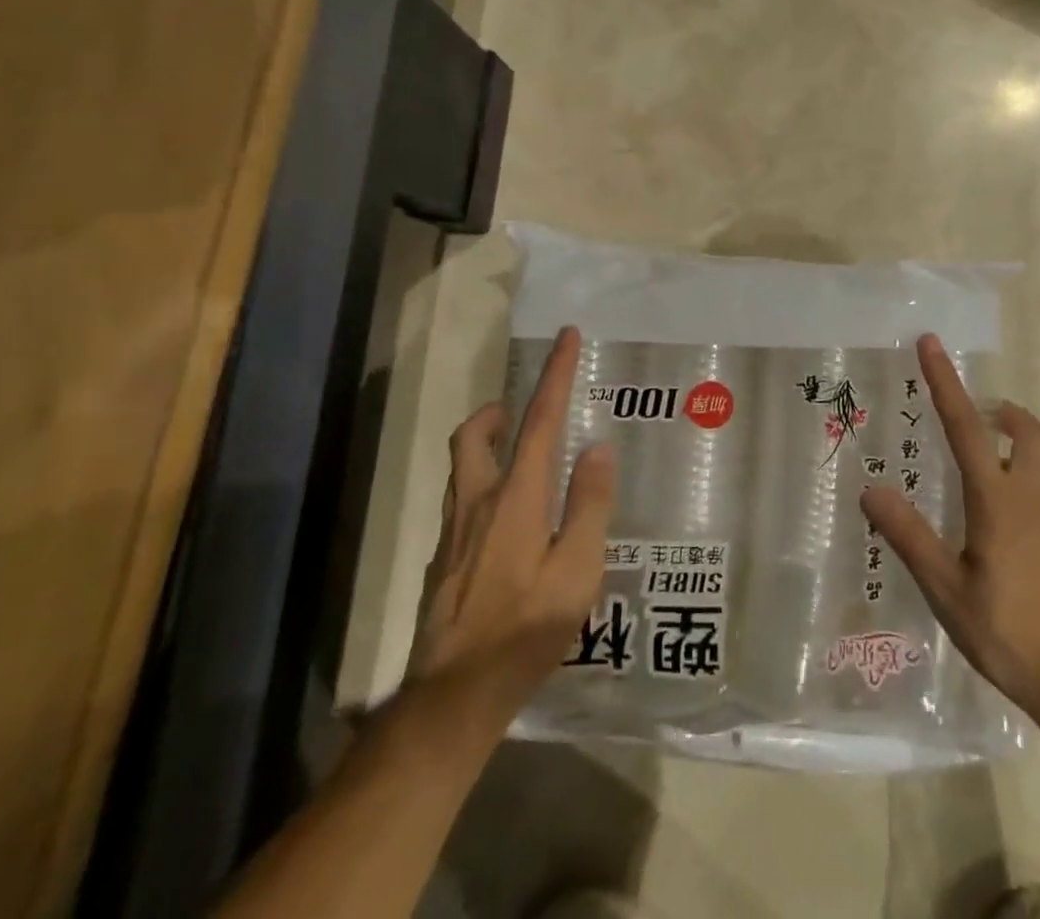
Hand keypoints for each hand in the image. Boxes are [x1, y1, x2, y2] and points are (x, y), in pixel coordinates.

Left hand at [406, 327, 616, 751]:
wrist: (452, 701)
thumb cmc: (525, 632)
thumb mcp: (577, 572)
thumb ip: (590, 505)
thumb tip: (597, 448)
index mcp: (516, 498)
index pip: (539, 420)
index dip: (554, 375)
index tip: (565, 337)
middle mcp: (478, 504)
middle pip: (474, 436)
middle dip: (497, 411)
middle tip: (523, 410)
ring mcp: (453, 534)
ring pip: (463, 468)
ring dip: (487, 445)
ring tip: (522, 456)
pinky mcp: (442, 563)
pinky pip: (462, 503)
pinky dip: (484, 487)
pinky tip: (509, 524)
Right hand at [861, 335, 1039, 755]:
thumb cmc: (1012, 635)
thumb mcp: (949, 591)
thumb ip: (910, 537)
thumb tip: (870, 487)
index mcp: (998, 500)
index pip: (966, 426)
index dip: (945, 381)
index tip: (930, 342)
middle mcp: (1031, 497)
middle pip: (1025, 430)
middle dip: (998, 409)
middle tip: (969, 411)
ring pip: (1036, 456)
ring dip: (1007, 439)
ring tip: (969, 459)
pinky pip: (1037, 486)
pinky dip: (1014, 473)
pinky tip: (989, 516)